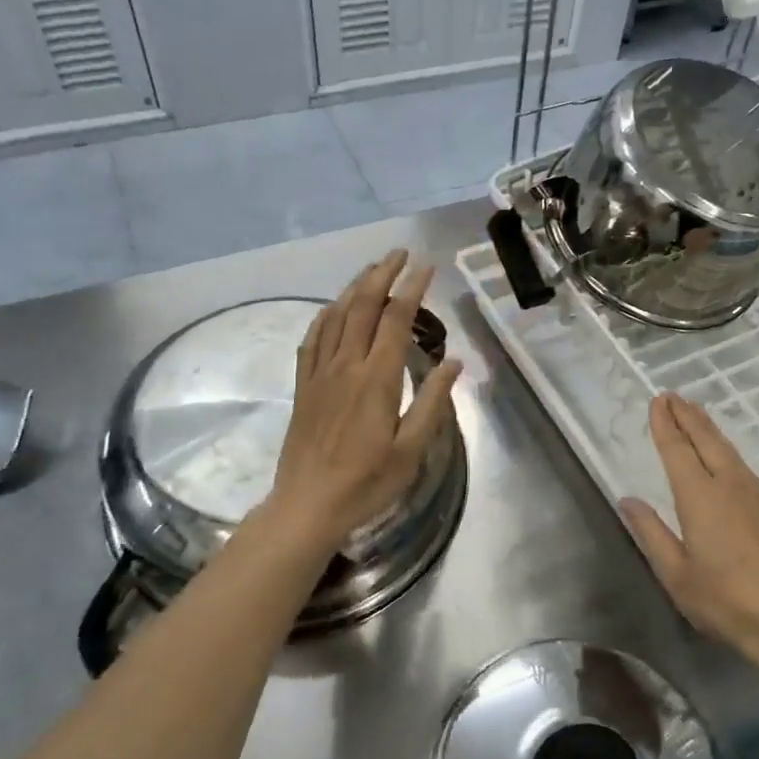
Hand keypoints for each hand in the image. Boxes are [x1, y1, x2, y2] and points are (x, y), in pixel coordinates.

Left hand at [268, 249, 462, 548]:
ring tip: (373, 269)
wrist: (308, 504)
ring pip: (336, 315)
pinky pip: (313, 337)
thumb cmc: (367, 482)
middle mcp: (346, 365)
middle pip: (363, 306)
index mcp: (377, 379)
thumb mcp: (411, 449)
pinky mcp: (303, 385)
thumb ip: (433, 402)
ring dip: (355, 286)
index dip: (412, 288)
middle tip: (401, 253)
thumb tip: (454, 362)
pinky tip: (334, 307)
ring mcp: (320, 373)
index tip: (427, 266)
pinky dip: (326, 314)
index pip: (396, 319)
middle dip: (383, 274)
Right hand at [620, 394, 758, 679]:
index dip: (666, 424)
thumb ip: (651, 533)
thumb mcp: (675, 574)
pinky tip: (727, 462)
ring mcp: (758, 498)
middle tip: (673, 395)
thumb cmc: (725, 601)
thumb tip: (628, 500)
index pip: (678, 450)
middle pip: (707, 441)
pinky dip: (728, 454)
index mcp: (700, 498)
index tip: (657, 401)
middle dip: (688, 416)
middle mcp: (730, 487)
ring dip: (710, 430)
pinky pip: (746, 471)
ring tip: (696, 415)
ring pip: (730, 452)